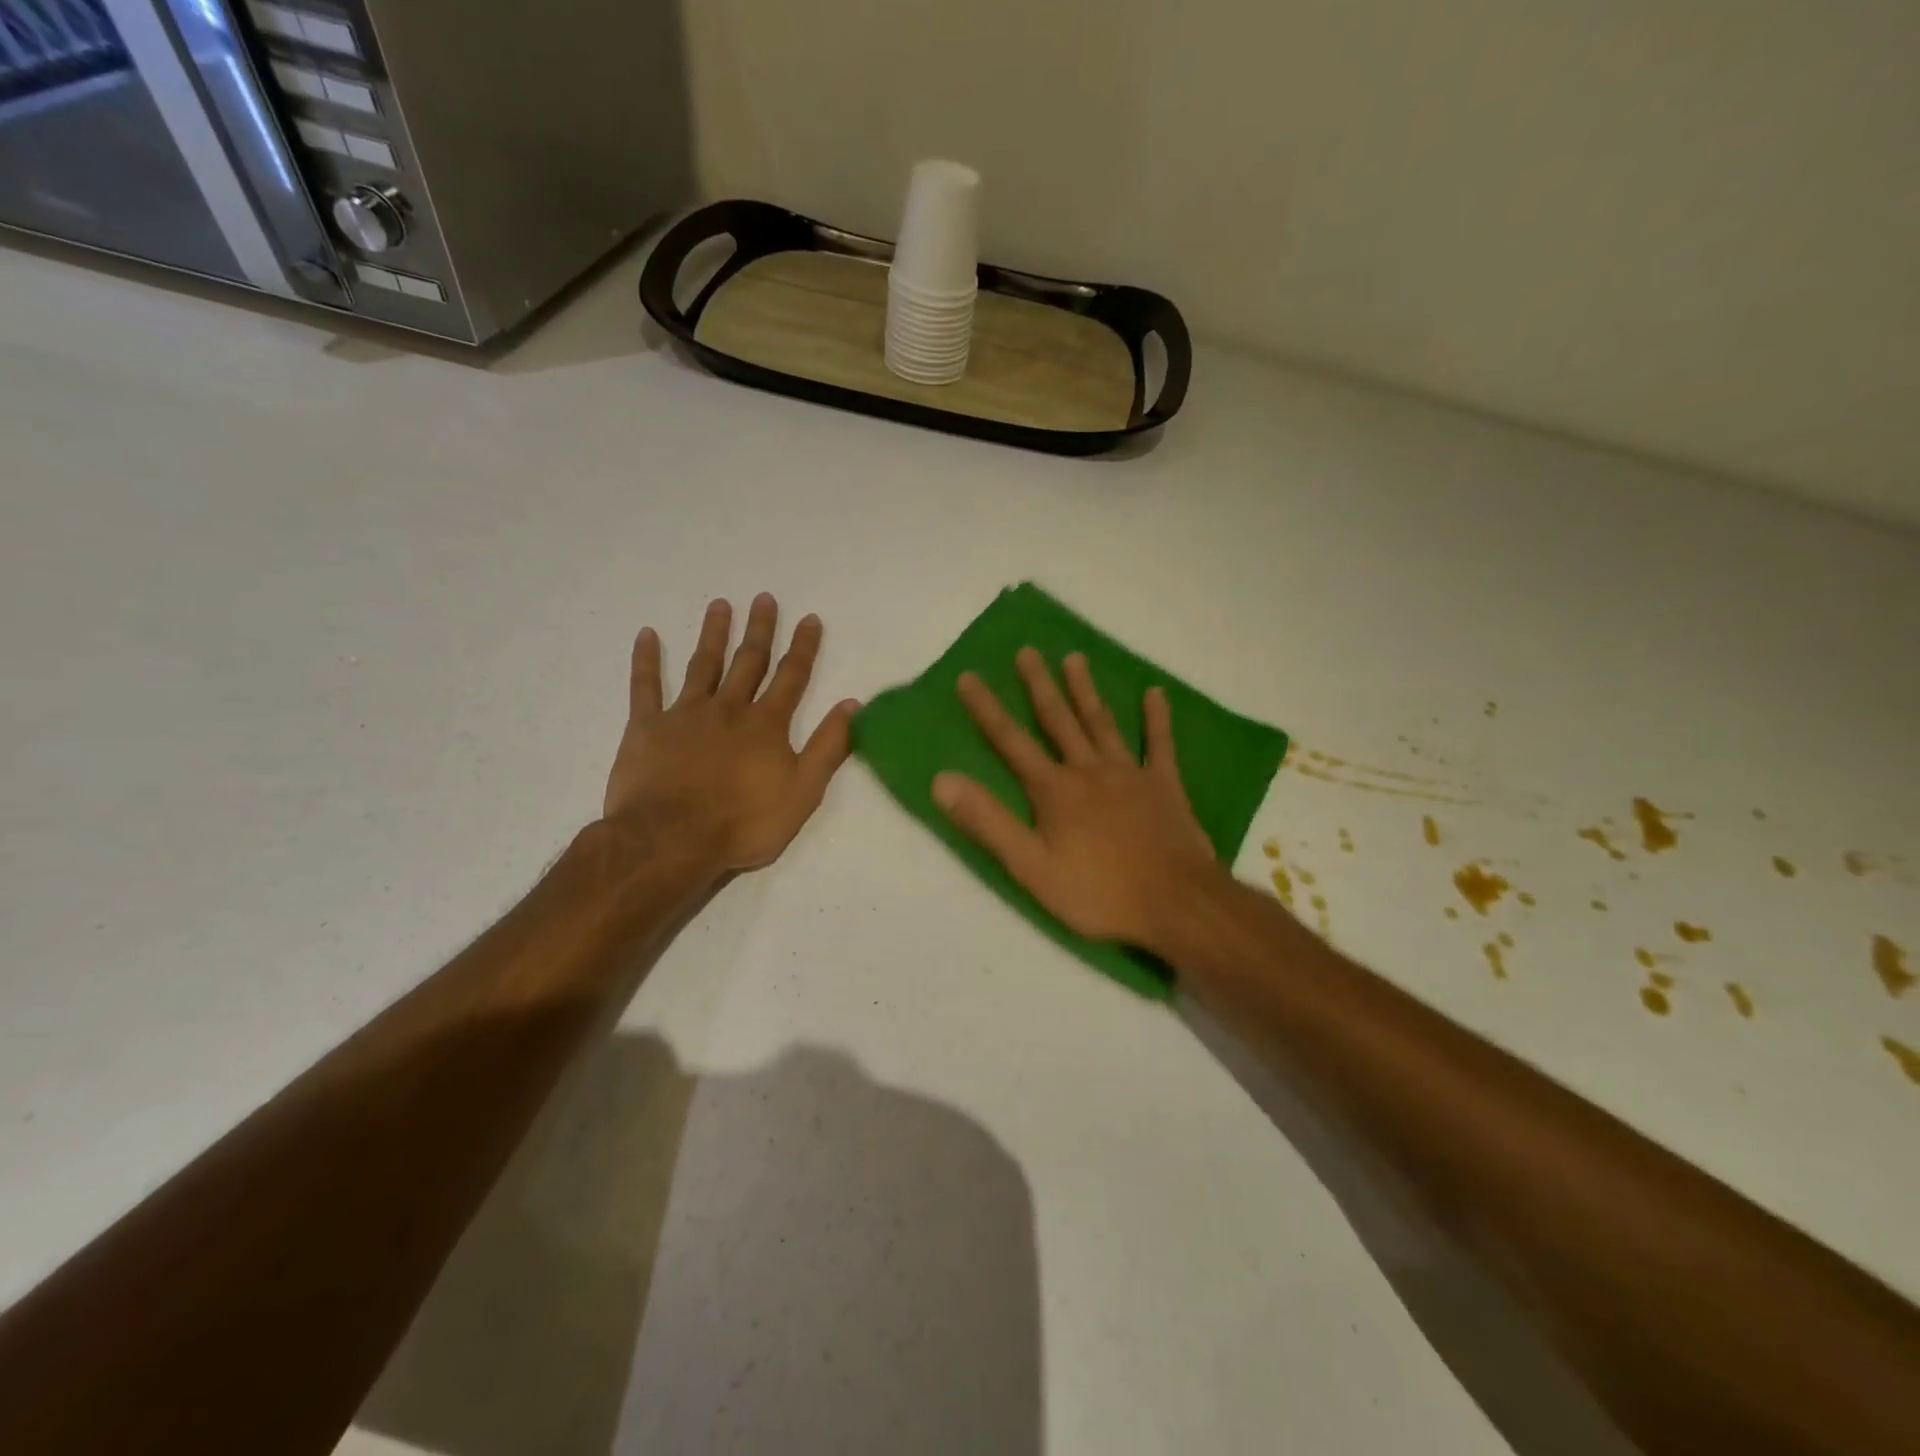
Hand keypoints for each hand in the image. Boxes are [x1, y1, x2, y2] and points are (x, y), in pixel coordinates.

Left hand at [602, 594, 857, 874]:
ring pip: (703, 665)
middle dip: (759, 630)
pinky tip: (646, 634)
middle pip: (748, 662)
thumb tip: (852, 705)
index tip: (809, 618)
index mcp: (766, 725)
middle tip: (764, 598)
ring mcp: (685, 714)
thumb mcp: (803, 792)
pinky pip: (645, 687)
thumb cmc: (744, 822)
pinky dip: (646, 660)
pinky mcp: (646, 727)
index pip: (791, 677)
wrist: (671, 840)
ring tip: (719, 605)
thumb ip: (828, 747)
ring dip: (713, 634)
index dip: (803, 647)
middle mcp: (728, 709)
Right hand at [933, 648, 1223, 952]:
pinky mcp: (1164, 785)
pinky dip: (1157, 718)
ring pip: (1102, 722)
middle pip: (1059, 720)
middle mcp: (1089, 770)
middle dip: (1039, 685)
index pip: (1011, 742)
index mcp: (1054, 790)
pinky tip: (1155, 693)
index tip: (968, 676)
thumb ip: (987, 822)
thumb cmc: (1098, 892)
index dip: (987, 709)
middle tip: (1027, 651)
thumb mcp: (1030, 866)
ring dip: (1086, 690)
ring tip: (1074, 658)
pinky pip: (1160, 744)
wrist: (1175, 903)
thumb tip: (942, 780)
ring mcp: (1130, 773)